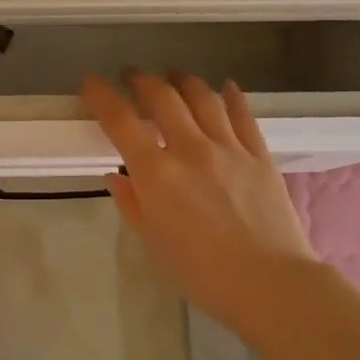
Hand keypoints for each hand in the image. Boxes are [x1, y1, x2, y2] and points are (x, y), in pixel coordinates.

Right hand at [81, 71, 316, 326]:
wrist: (269, 284)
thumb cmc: (201, 273)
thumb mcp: (153, 243)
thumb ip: (132, 204)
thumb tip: (117, 176)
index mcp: (156, 173)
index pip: (120, 121)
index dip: (100, 95)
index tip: (90, 81)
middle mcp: (190, 149)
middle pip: (162, 97)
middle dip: (142, 80)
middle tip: (131, 76)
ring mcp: (228, 148)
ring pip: (203, 98)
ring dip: (183, 80)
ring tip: (173, 75)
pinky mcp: (259, 155)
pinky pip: (243, 116)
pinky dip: (232, 96)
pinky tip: (226, 86)